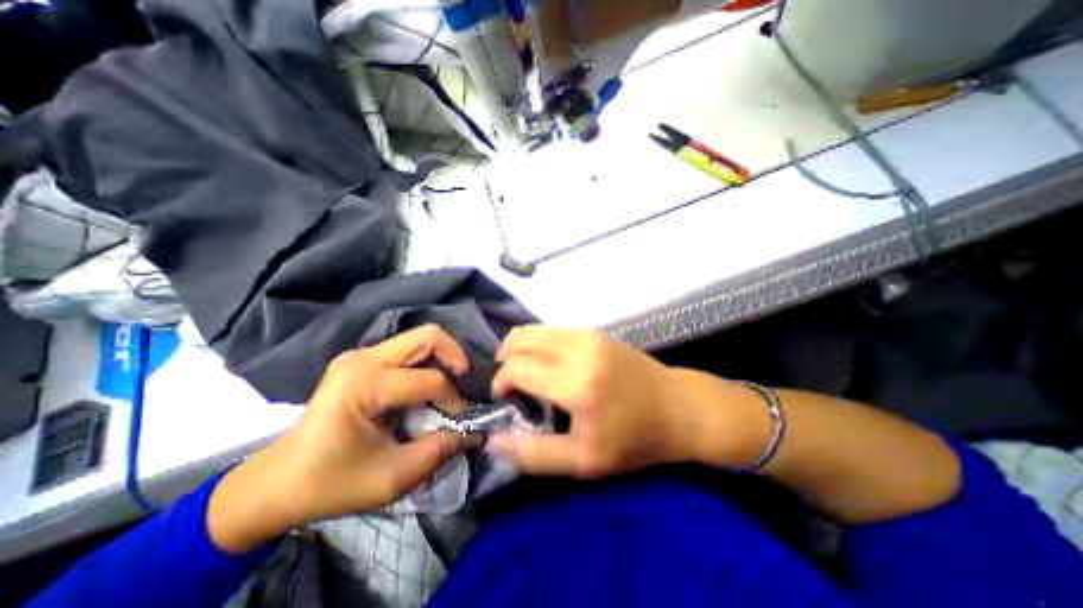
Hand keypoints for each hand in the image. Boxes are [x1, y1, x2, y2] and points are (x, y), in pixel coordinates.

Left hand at [205, 326, 468, 552]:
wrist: (276, 483)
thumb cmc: (331, 483)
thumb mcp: (393, 477)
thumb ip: (440, 450)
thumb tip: (475, 432)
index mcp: (364, 385)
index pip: (429, 379)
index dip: (454, 399)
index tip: (462, 420)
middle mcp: (363, 358)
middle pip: (429, 335)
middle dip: (457, 357)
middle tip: (466, 384)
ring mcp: (361, 354)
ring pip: (421, 337)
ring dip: (444, 358)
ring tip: (452, 385)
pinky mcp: (362, 358)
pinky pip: (408, 348)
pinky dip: (428, 362)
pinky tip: (428, 386)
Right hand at [487, 326, 764, 477]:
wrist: (678, 407)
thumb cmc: (634, 439)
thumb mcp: (584, 461)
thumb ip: (535, 455)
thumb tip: (495, 442)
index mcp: (575, 383)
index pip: (518, 368)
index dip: (501, 381)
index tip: (504, 398)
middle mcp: (578, 349)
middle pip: (521, 337)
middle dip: (505, 357)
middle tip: (508, 381)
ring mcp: (588, 334)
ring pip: (536, 329)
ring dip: (521, 347)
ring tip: (524, 371)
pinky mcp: (596, 331)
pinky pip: (554, 329)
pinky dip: (540, 342)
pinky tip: (547, 362)